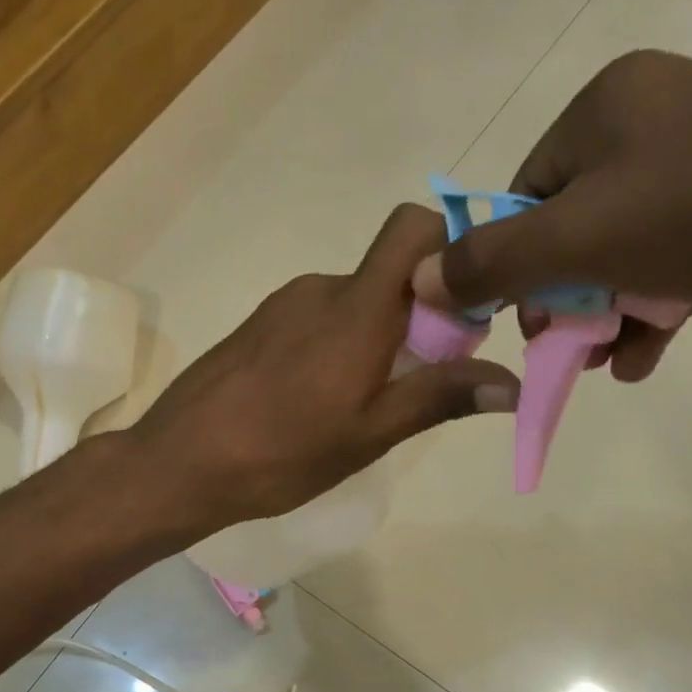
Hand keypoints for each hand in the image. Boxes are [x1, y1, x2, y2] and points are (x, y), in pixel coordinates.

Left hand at [128, 204, 518, 530]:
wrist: (179, 462)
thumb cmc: (282, 452)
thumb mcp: (369, 433)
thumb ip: (439, 397)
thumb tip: (512, 383)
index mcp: (356, 307)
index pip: (414, 229)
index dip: (450, 253)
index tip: (463, 314)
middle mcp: (320, 290)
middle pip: (389, 276)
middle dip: (418, 318)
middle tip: (415, 384)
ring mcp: (281, 307)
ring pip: (351, 303)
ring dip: (374, 338)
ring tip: (360, 404)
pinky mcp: (255, 328)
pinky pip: (314, 322)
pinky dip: (335, 348)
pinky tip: (315, 402)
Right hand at [413, 50, 691, 373]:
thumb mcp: (574, 237)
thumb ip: (489, 261)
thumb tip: (418, 279)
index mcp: (613, 102)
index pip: (527, 188)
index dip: (507, 257)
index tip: (510, 314)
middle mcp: (662, 121)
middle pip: (573, 224)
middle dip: (559, 295)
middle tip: (557, 346)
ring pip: (624, 252)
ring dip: (602, 316)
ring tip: (600, 362)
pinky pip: (677, 266)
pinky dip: (652, 314)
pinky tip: (642, 359)